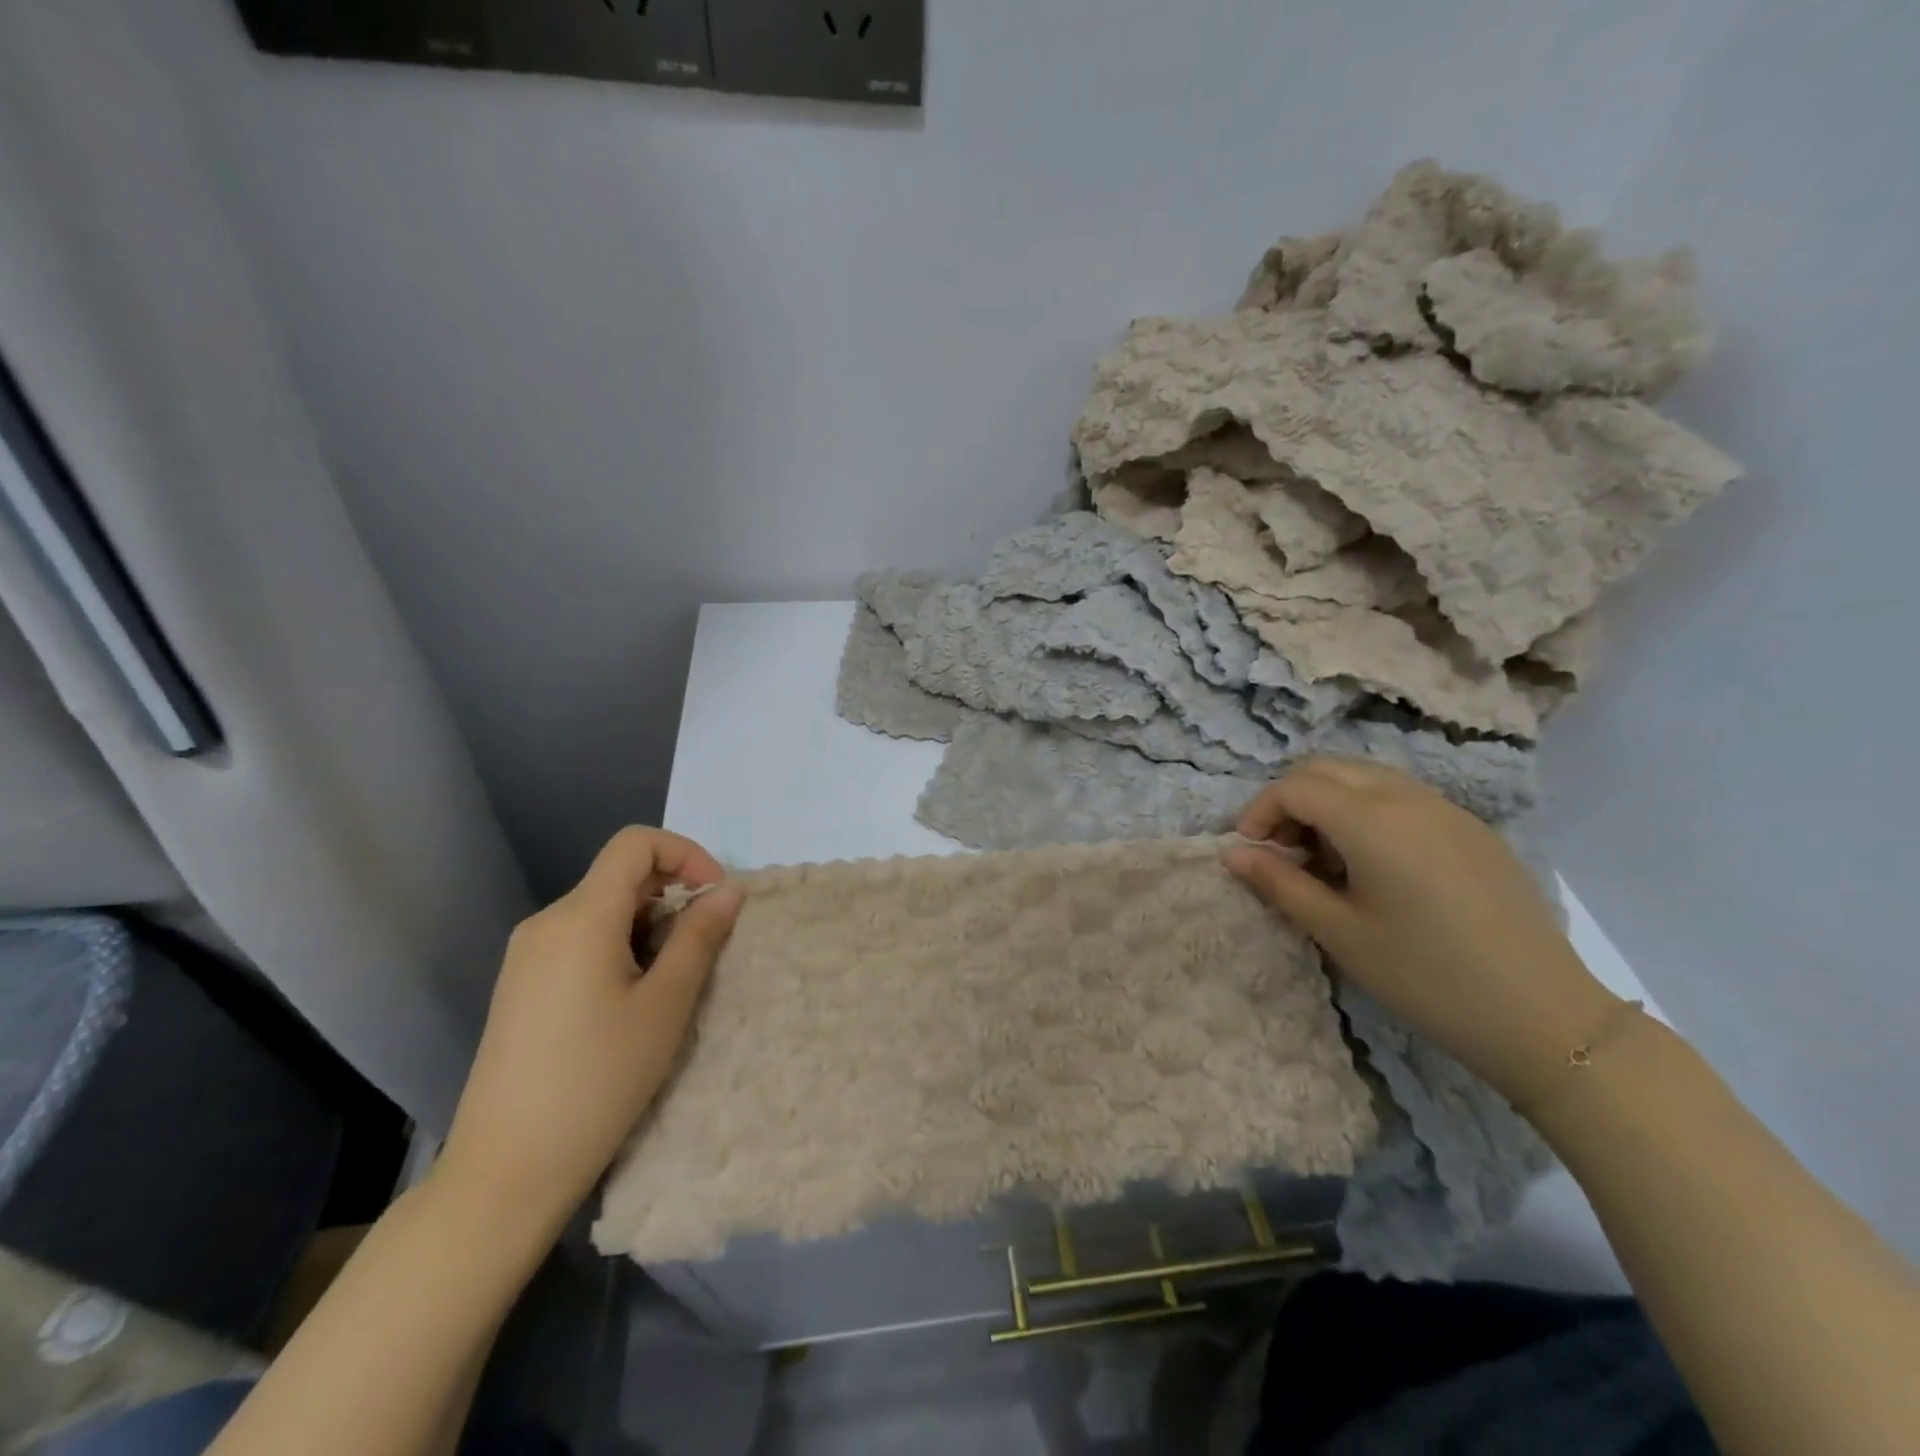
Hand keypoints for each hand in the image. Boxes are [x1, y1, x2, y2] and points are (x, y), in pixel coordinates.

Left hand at [438, 827, 742, 1229]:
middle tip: (702, 949)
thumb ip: (699, 938)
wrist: (506, 1168)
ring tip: (668, 984)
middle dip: (672, 895)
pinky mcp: (522, 984)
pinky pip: (581, 939)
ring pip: (603, 909)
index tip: (715, 897)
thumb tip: (728, 891)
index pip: (636, 844)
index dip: (685, 854)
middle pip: (620, 876)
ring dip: (649, 925)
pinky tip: (630, 1000)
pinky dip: (620, 946)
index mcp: (581, 917)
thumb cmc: (599, 1080)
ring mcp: (528, 954)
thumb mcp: (666, 1005)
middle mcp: (548, 922)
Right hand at [1221, 758, 1619, 1101]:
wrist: (1543, 1016)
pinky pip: (1401, 797)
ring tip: (1324, 860)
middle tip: (1281, 853)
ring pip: (1365, 777)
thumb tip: (1231, 853)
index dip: (1259, 812)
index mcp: (1372, 819)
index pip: (1294, 787)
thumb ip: (1279, 883)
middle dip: (1289, 801)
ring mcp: (1446, 809)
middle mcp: (1408, 797)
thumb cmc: (1424, 975)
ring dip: (1328, 803)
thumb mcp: (1339, 932)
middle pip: (1326, 769)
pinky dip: (1366, 812)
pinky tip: (1373, 866)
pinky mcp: (1471, 829)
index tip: (1249, 853)